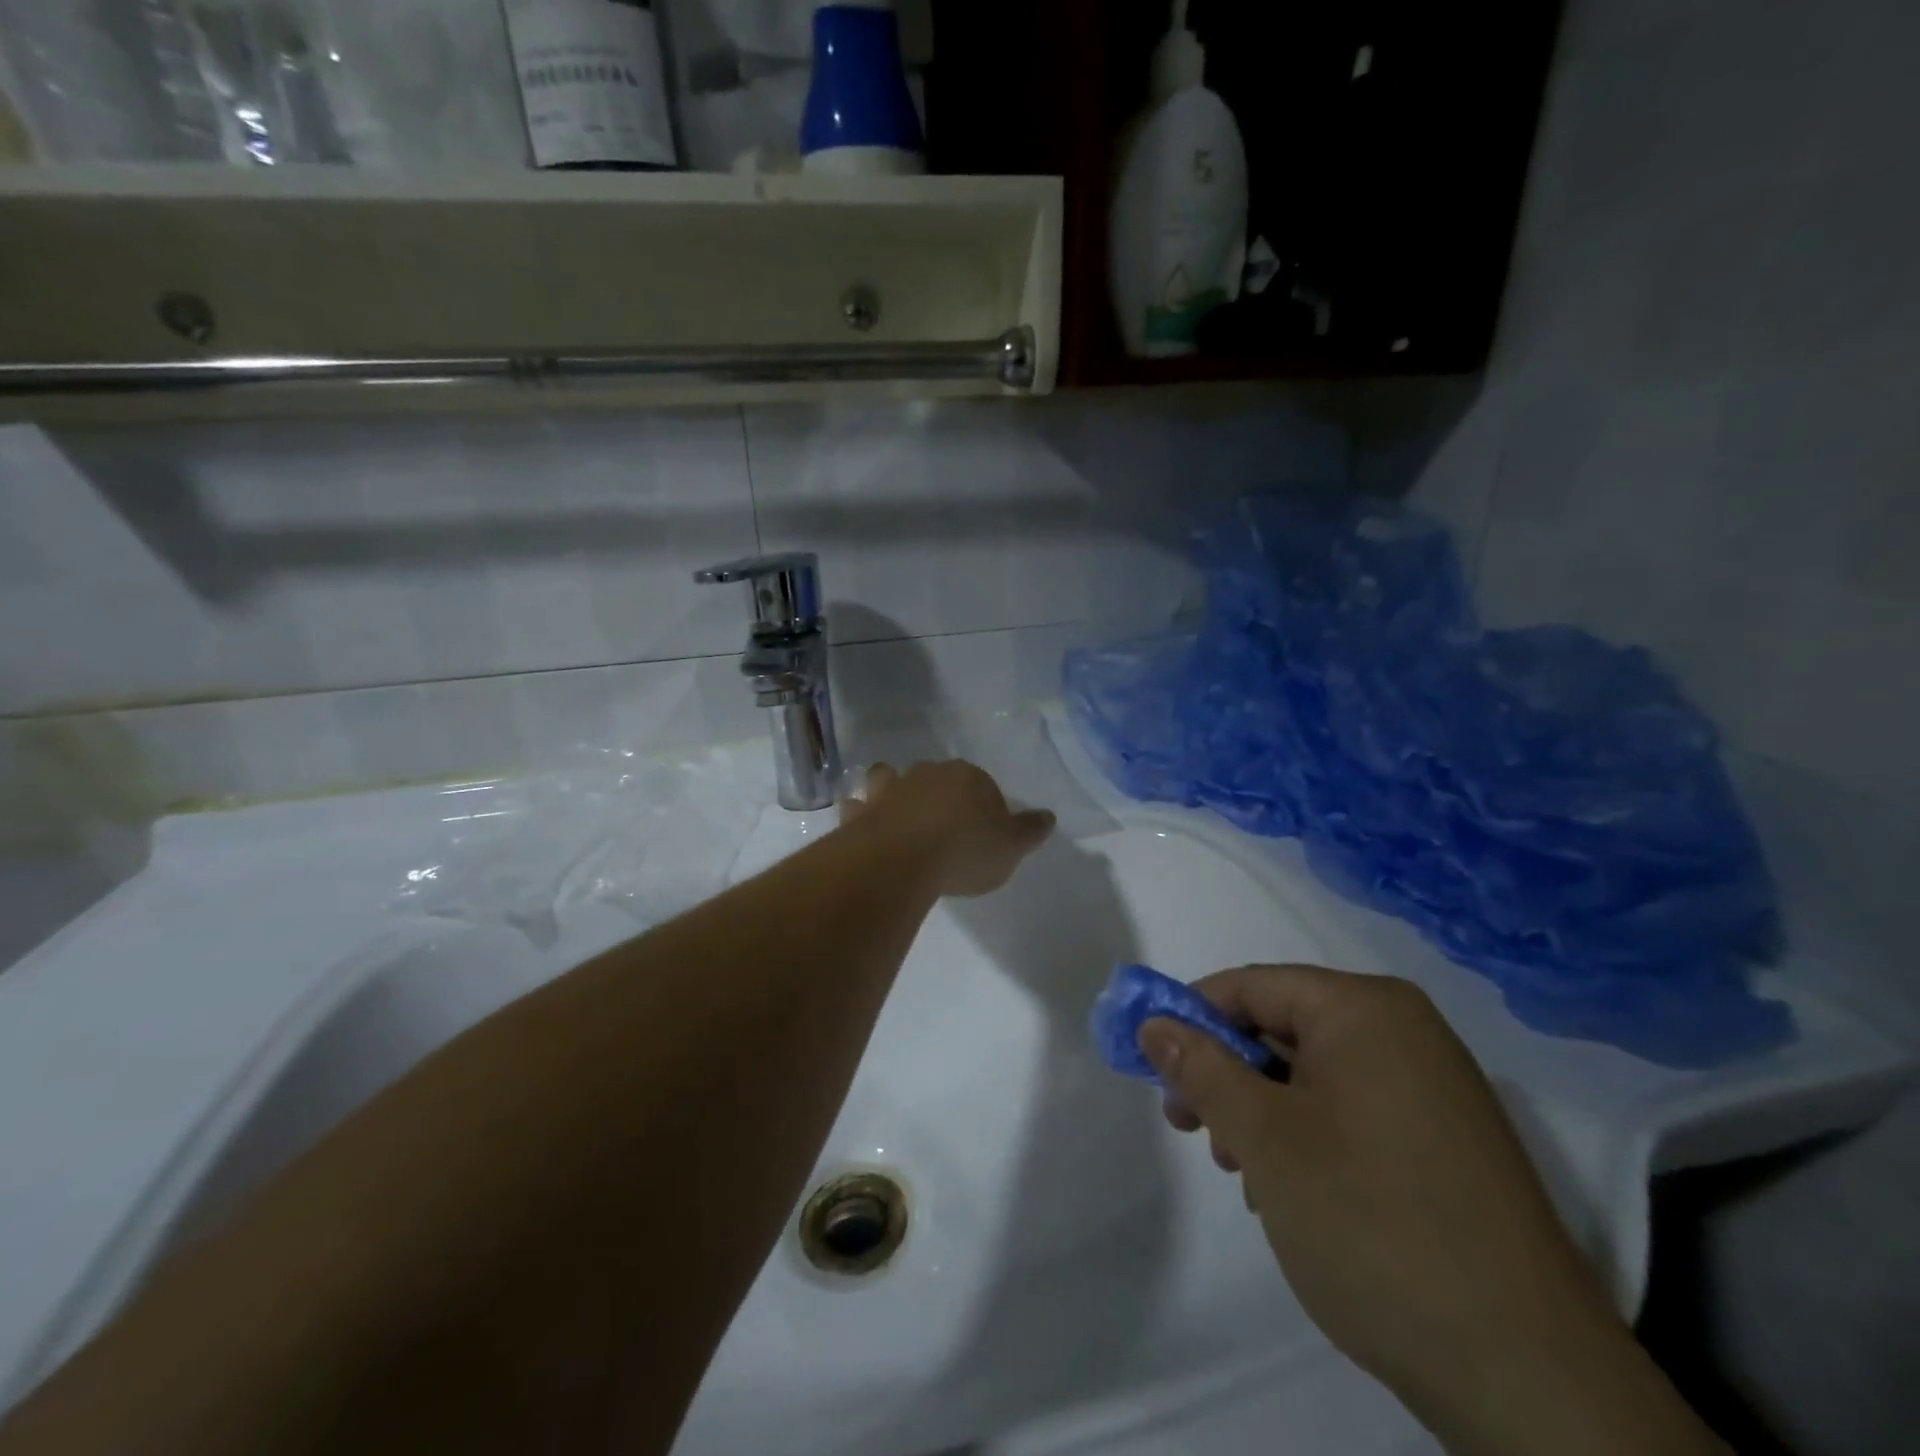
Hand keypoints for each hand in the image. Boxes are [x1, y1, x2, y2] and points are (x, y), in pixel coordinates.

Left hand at [842, 760, 1054, 897]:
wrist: (902, 859)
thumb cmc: (965, 851)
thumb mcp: (1011, 847)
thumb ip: (1030, 830)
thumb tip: (1048, 816)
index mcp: (968, 777)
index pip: (981, 783)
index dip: (982, 804)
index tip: (982, 830)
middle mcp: (927, 774)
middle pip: (936, 777)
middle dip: (938, 793)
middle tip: (943, 824)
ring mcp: (889, 789)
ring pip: (890, 778)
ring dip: (892, 789)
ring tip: (897, 812)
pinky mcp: (860, 811)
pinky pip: (859, 807)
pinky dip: (861, 813)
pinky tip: (864, 825)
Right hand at [1140, 967, 1722, 1454]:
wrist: (1528, 1375)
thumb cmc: (1372, 1223)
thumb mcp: (1264, 1138)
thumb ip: (1200, 1069)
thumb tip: (1153, 1023)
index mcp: (1365, 1009)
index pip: (1251, 986)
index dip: (1192, 1017)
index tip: (1154, 1066)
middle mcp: (1404, 1031)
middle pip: (1282, 1027)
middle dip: (1228, 1073)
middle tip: (1192, 1128)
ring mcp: (1433, 1086)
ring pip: (1313, 1073)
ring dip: (1262, 1111)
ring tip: (1244, 1171)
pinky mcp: (1447, 1140)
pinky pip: (1353, 1109)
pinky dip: (1308, 1134)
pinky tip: (1294, 1193)